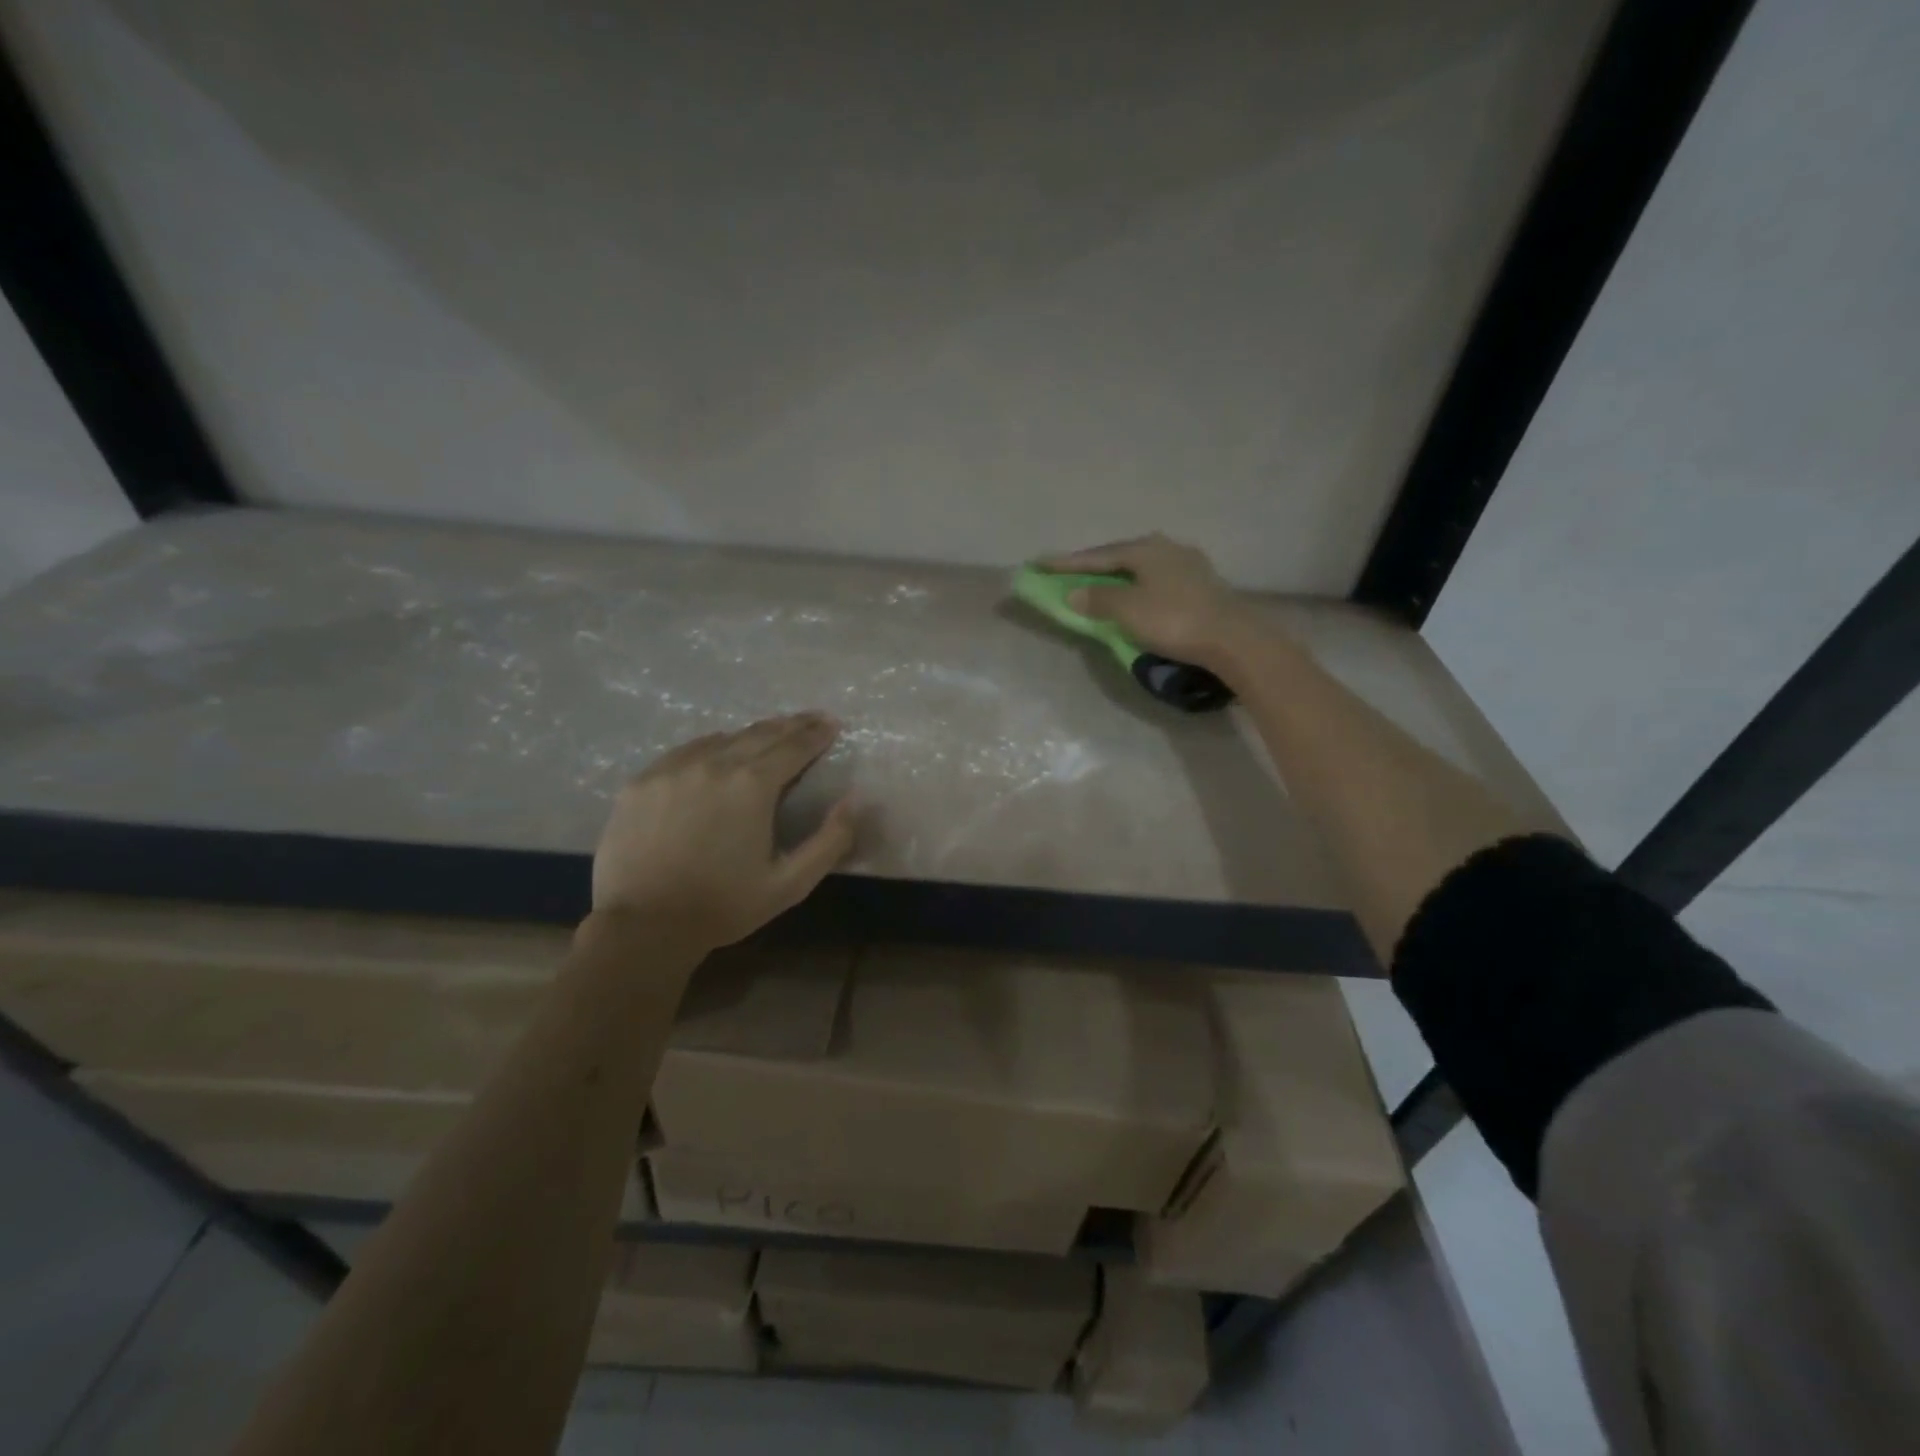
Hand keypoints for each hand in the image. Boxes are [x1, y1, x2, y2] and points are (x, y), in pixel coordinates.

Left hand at [591, 713, 855, 947]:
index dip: (817, 733)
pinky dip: (712, 747)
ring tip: (769, 735)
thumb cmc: (724, 906)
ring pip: (722, 739)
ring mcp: (672, 768)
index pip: (794, 746)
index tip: (833, 723)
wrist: (642, 926)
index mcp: (752, 785)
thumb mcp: (791, 883)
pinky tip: (717, 754)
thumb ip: (830, 840)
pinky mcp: (642, 781)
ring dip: (752, 735)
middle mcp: (714, 763)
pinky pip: (686, 751)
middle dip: (791, 725)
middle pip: (761, 733)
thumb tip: (854, 799)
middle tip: (811, 719)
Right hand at [1042, 533, 1256, 667]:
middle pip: (1121, 555)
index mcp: (1145, 549)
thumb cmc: (1174, 620)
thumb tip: (1074, 593)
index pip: (1097, 555)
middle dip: (1094, 565)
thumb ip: (1098, 599)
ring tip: (1101, 582)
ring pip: (1142, 567)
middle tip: (1069, 572)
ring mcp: (1189, 564)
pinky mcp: (1202, 584)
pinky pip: (1158, 579)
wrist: (1232, 639)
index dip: (1067, 563)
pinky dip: (1138, 586)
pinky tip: (1137, 593)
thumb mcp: (1128, 611)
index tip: (1040, 564)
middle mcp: (1167, 548)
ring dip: (1118, 575)